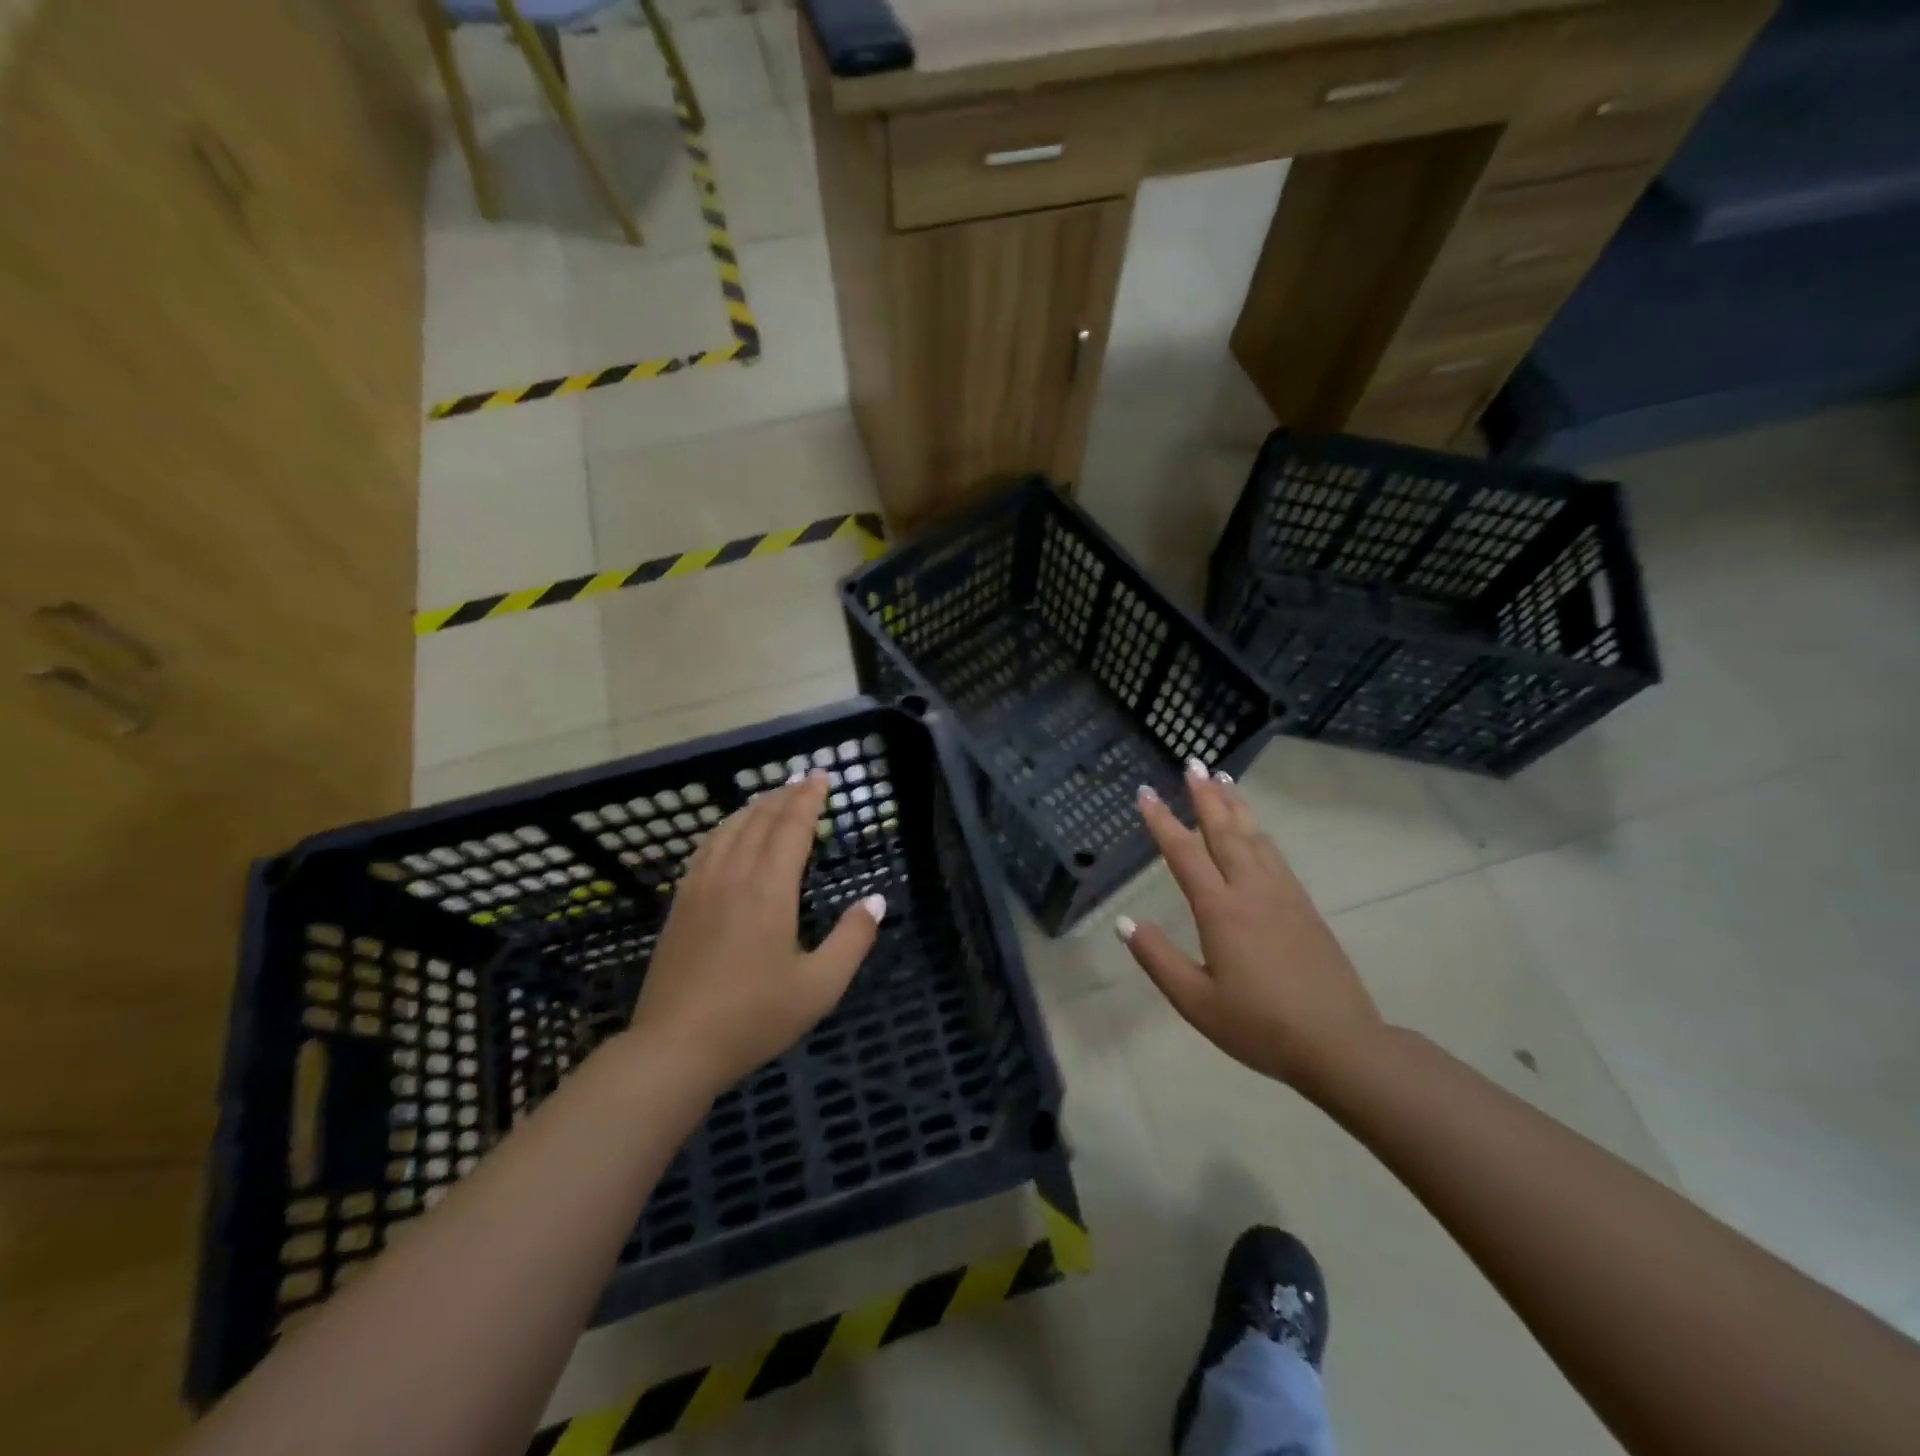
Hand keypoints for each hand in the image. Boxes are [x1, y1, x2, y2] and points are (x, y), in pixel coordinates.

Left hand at [629, 770, 883, 1095]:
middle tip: (802, 779)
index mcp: (769, 890)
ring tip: (771, 797)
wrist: (675, 1047)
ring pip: (729, 830)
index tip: (821, 777)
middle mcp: (733, 876)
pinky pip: (705, 849)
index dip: (808, 799)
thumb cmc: (754, 1017)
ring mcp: (701, 888)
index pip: (791, 827)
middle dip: (784, 795)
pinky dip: (724, 829)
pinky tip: (728, 833)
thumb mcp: (820, 986)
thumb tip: (876, 901)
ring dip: (753, 807)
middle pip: (759, 821)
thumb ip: (853, 939)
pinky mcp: (680, 905)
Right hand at [1118, 761, 1384, 1092]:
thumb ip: (1157, 958)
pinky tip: (1255, 830)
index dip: (1161, 821)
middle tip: (1193, 764)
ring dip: (1235, 806)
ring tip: (1223, 780)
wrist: (1339, 1044)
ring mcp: (1283, 896)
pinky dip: (1258, 832)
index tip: (1145, 793)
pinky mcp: (1304, 907)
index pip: (1184, 854)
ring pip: (1254, 838)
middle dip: (1205, 796)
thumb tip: (1123, 922)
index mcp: (1221, 911)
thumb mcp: (1195, 1001)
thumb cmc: (1259, 1026)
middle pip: (1224, 832)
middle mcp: (1252, 891)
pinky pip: (1275, 856)